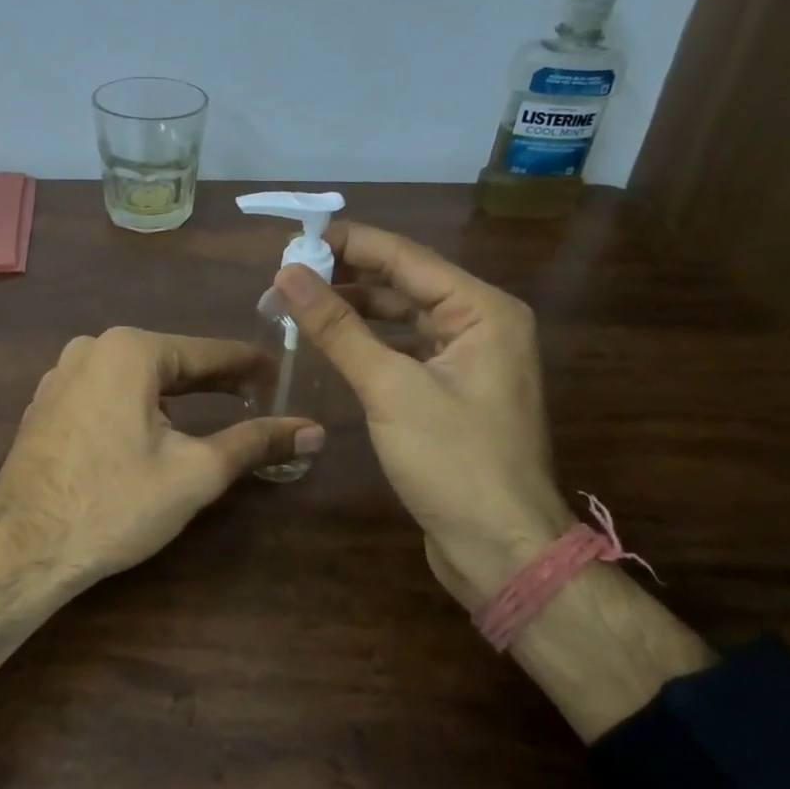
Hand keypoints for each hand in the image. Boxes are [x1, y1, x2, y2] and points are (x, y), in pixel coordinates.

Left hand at [0, 327, 322, 589]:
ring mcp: (62, 373)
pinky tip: (154, 430)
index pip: (210, 352)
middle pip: (172, 360)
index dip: (252, 366)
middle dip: (216, 381)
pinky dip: (139, 405)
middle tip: (260, 398)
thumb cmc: (114, 504)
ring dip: (177, 394)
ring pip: (138, 377)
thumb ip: (256, 443)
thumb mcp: (195, 473)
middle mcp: (92, 347)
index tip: (285, 376)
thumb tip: (314, 430)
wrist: (20, 550)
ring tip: (215, 412)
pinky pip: (107, 392)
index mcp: (131, 350)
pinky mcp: (46, 403)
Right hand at [274, 223, 574, 612]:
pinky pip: (404, 351)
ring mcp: (468, 360)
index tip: (295, 238)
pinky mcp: (452, 391)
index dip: (349, 243)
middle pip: (404, 283)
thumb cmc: (454, 462)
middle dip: (347, 277)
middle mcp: (481, 324)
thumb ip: (338, 327)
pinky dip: (368, 344)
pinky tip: (329, 343)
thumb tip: (287, 274)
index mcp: (483, 310)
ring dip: (354, 310)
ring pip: (402, 318)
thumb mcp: (391, 388)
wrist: (502, 550)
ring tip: (297, 304)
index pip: (406, 257)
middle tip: (287, 275)